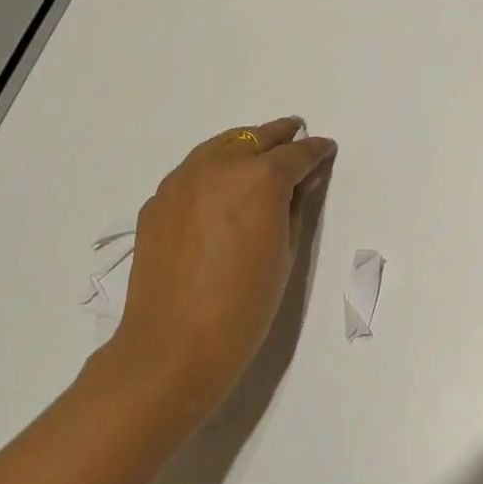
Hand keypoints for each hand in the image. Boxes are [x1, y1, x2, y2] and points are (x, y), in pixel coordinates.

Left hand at [98, 117, 337, 420]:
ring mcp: (182, 180)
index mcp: (261, 178)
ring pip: (220, 146)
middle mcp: (220, 166)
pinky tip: (219, 188)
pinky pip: (192, 171)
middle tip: (295, 134)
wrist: (172, 349)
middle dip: (280, 136)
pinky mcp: (157, 200)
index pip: (297, 153)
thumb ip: (296, 206)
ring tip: (258, 154)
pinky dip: (212, 169)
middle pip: (256, 138)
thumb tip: (301, 181)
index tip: (325, 150)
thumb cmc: (244, 306)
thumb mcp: (286, 252)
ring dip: (244, 146)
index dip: (315, 151)